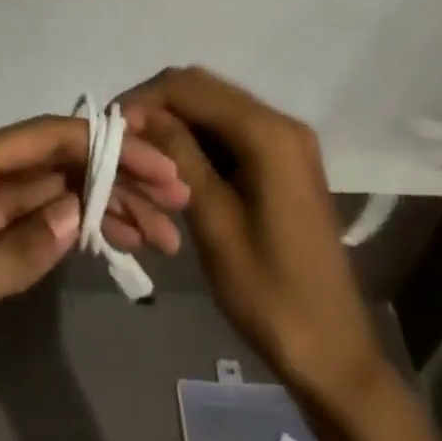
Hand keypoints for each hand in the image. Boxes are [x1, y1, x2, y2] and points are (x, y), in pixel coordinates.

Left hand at [0, 113, 188, 403]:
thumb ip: (12, 250)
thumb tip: (75, 212)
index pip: (39, 139)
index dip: (99, 145)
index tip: (155, 163)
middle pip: (54, 162)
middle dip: (113, 176)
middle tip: (174, 200)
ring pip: (54, 193)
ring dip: (105, 205)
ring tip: (161, 233)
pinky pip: (43, 225)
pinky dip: (80, 230)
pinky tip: (118, 242)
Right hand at [120, 67, 383, 400]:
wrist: (332, 352)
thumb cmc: (269, 293)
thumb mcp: (214, 221)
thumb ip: (177, 155)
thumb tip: (135, 112)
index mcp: (267, 133)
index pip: (190, 88)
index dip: (145, 99)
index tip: (109, 126)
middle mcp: (280, 122)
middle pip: (203, 89)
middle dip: (157, 105)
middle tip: (119, 137)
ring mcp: (286, 140)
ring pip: (214, 106)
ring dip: (175, 120)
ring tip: (138, 149)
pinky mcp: (283, 159)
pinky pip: (230, 129)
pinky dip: (198, 136)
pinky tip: (172, 162)